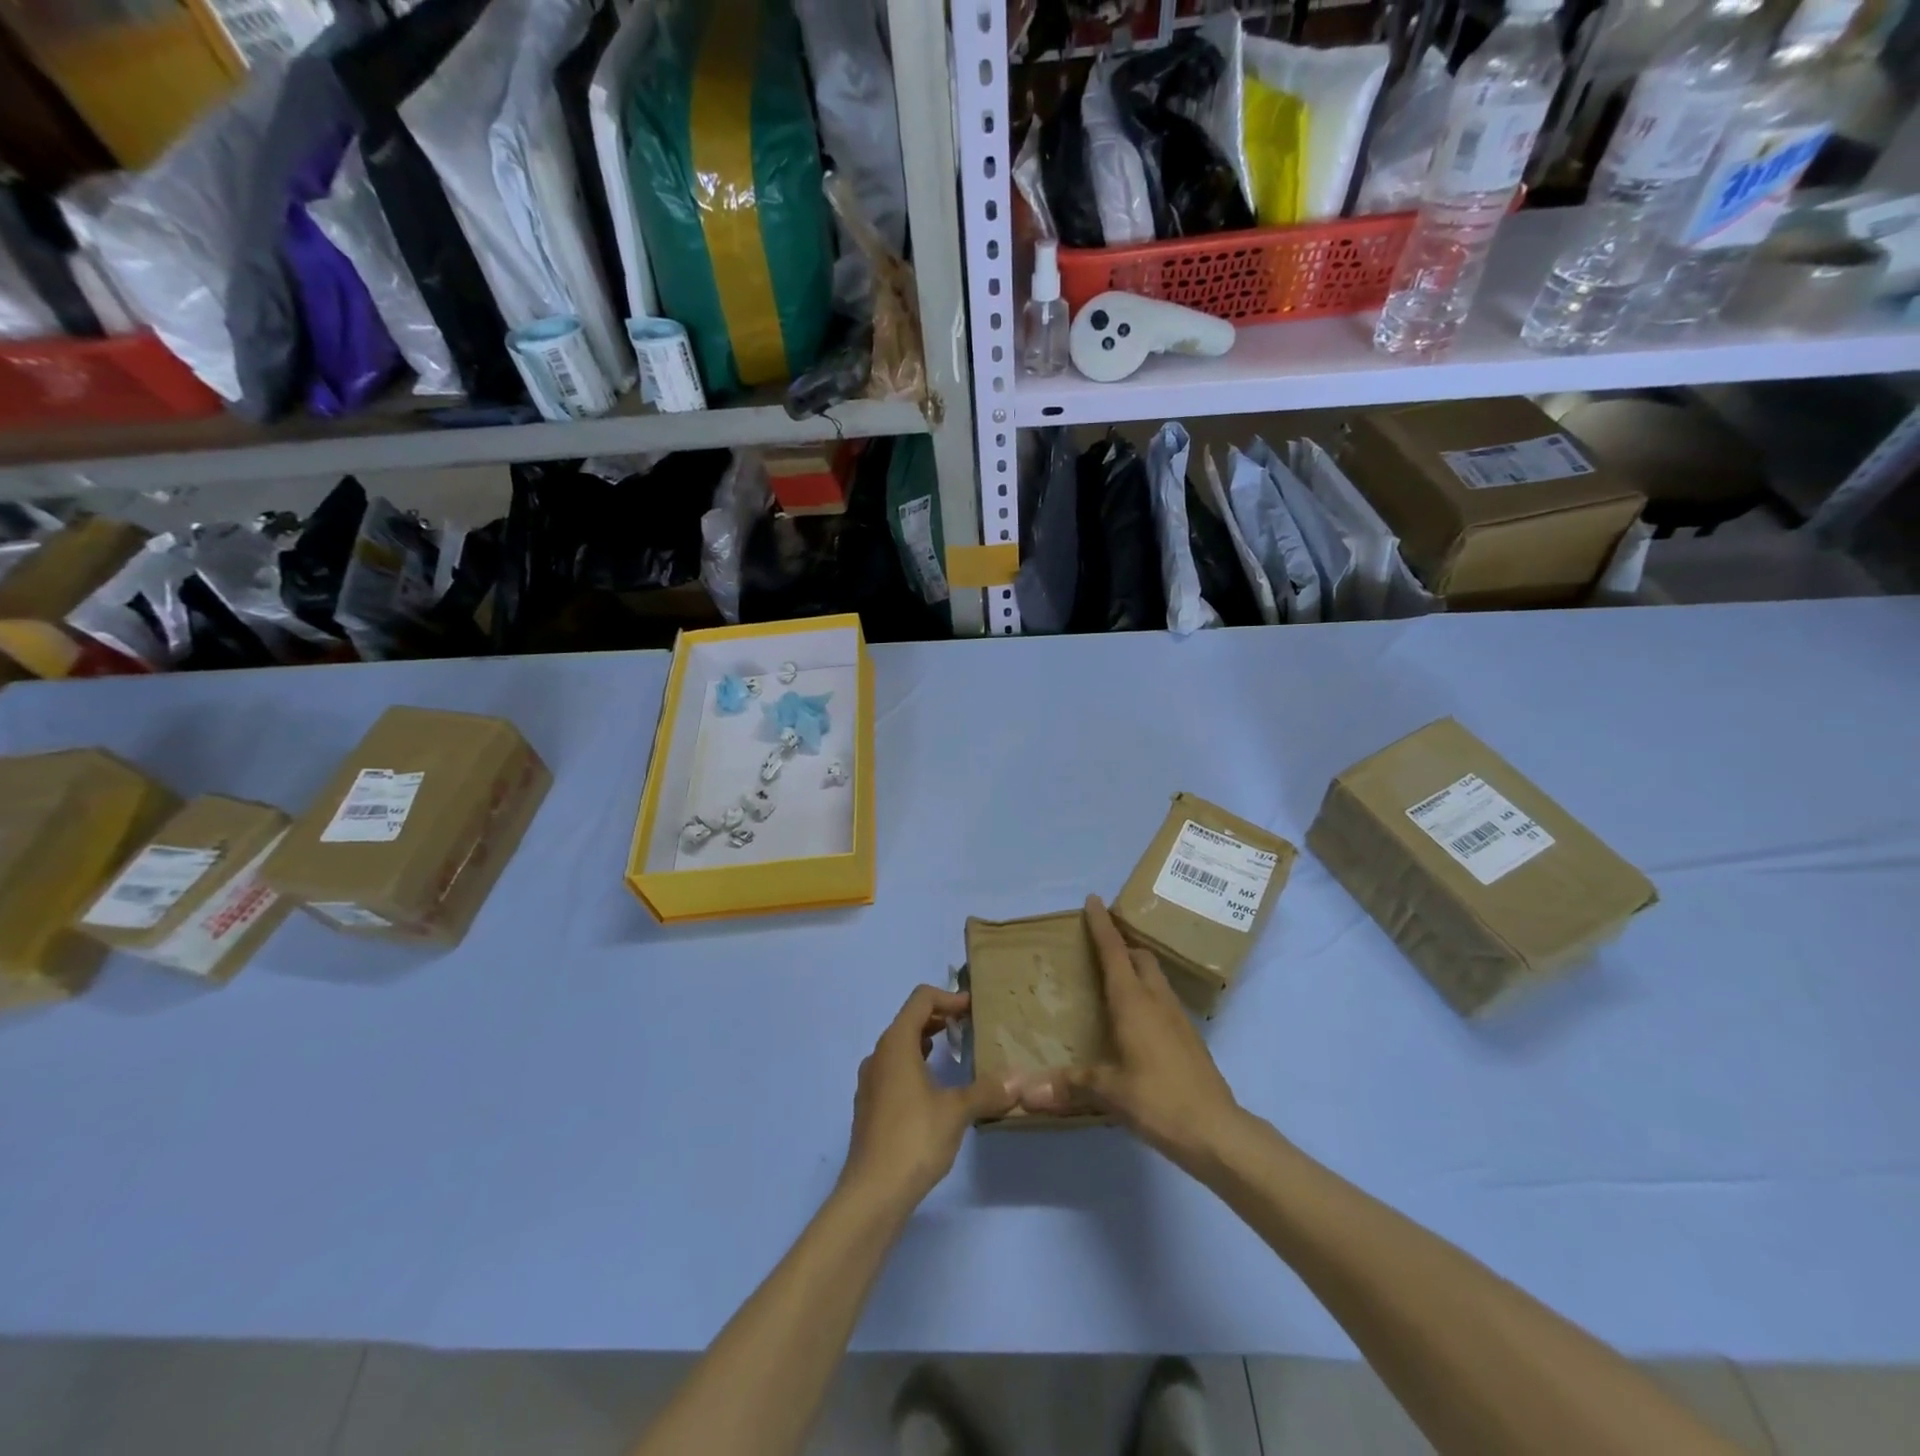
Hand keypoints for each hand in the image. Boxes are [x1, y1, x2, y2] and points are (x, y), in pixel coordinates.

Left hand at [839, 986, 1016, 1214]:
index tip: (973, 1008)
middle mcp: (878, 1055)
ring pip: (900, 1046)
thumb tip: (1019, 1079)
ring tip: (954, 1053)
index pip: (921, 1000)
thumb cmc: (914, 1138)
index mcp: (896, 1043)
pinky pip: (894, 1070)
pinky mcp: (869, 1105)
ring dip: (927, 1042)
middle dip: (940, 1018)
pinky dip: (916, 1065)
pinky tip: (934, 1088)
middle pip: (909, 1020)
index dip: (949, 997)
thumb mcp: (957, 1111)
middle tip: (969, 1027)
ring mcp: (870, 1081)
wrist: (872, 1193)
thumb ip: (987, 1091)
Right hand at [1021, 897, 1241, 1169]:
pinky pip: (1164, 1001)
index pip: (1114, 951)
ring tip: (1115, 980)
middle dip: (1121, 945)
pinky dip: (1147, 995)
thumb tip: (1022, 1092)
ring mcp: (1178, 1018)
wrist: (1217, 1131)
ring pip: (1156, 978)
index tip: (1094, 900)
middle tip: (1099, 946)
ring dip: (1136, 969)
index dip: (1102, 925)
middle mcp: (1157, 1000)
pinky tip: (1137, 1021)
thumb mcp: (1107, 1092)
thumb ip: (1067, 1086)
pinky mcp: (1190, 1038)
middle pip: (1140, 958)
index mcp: (1133, 1001)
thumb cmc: (1158, 1100)